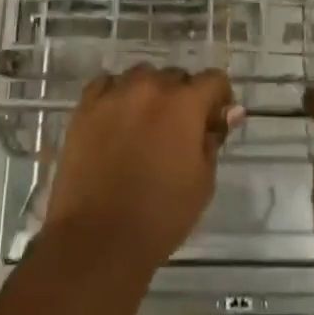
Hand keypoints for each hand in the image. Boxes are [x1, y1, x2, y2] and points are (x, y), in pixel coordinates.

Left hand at [45, 65, 239, 279]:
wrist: (98, 238)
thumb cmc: (160, 215)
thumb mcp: (202, 181)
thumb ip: (213, 140)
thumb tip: (228, 113)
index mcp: (184, 104)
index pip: (213, 79)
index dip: (219, 98)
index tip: (214, 121)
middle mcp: (150, 88)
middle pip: (175, 76)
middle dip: (183, 97)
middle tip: (178, 131)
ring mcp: (114, 95)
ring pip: (140, 77)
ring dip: (150, 93)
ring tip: (145, 125)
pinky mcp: (85, 108)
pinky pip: (106, 86)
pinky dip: (116, 95)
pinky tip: (117, 120)